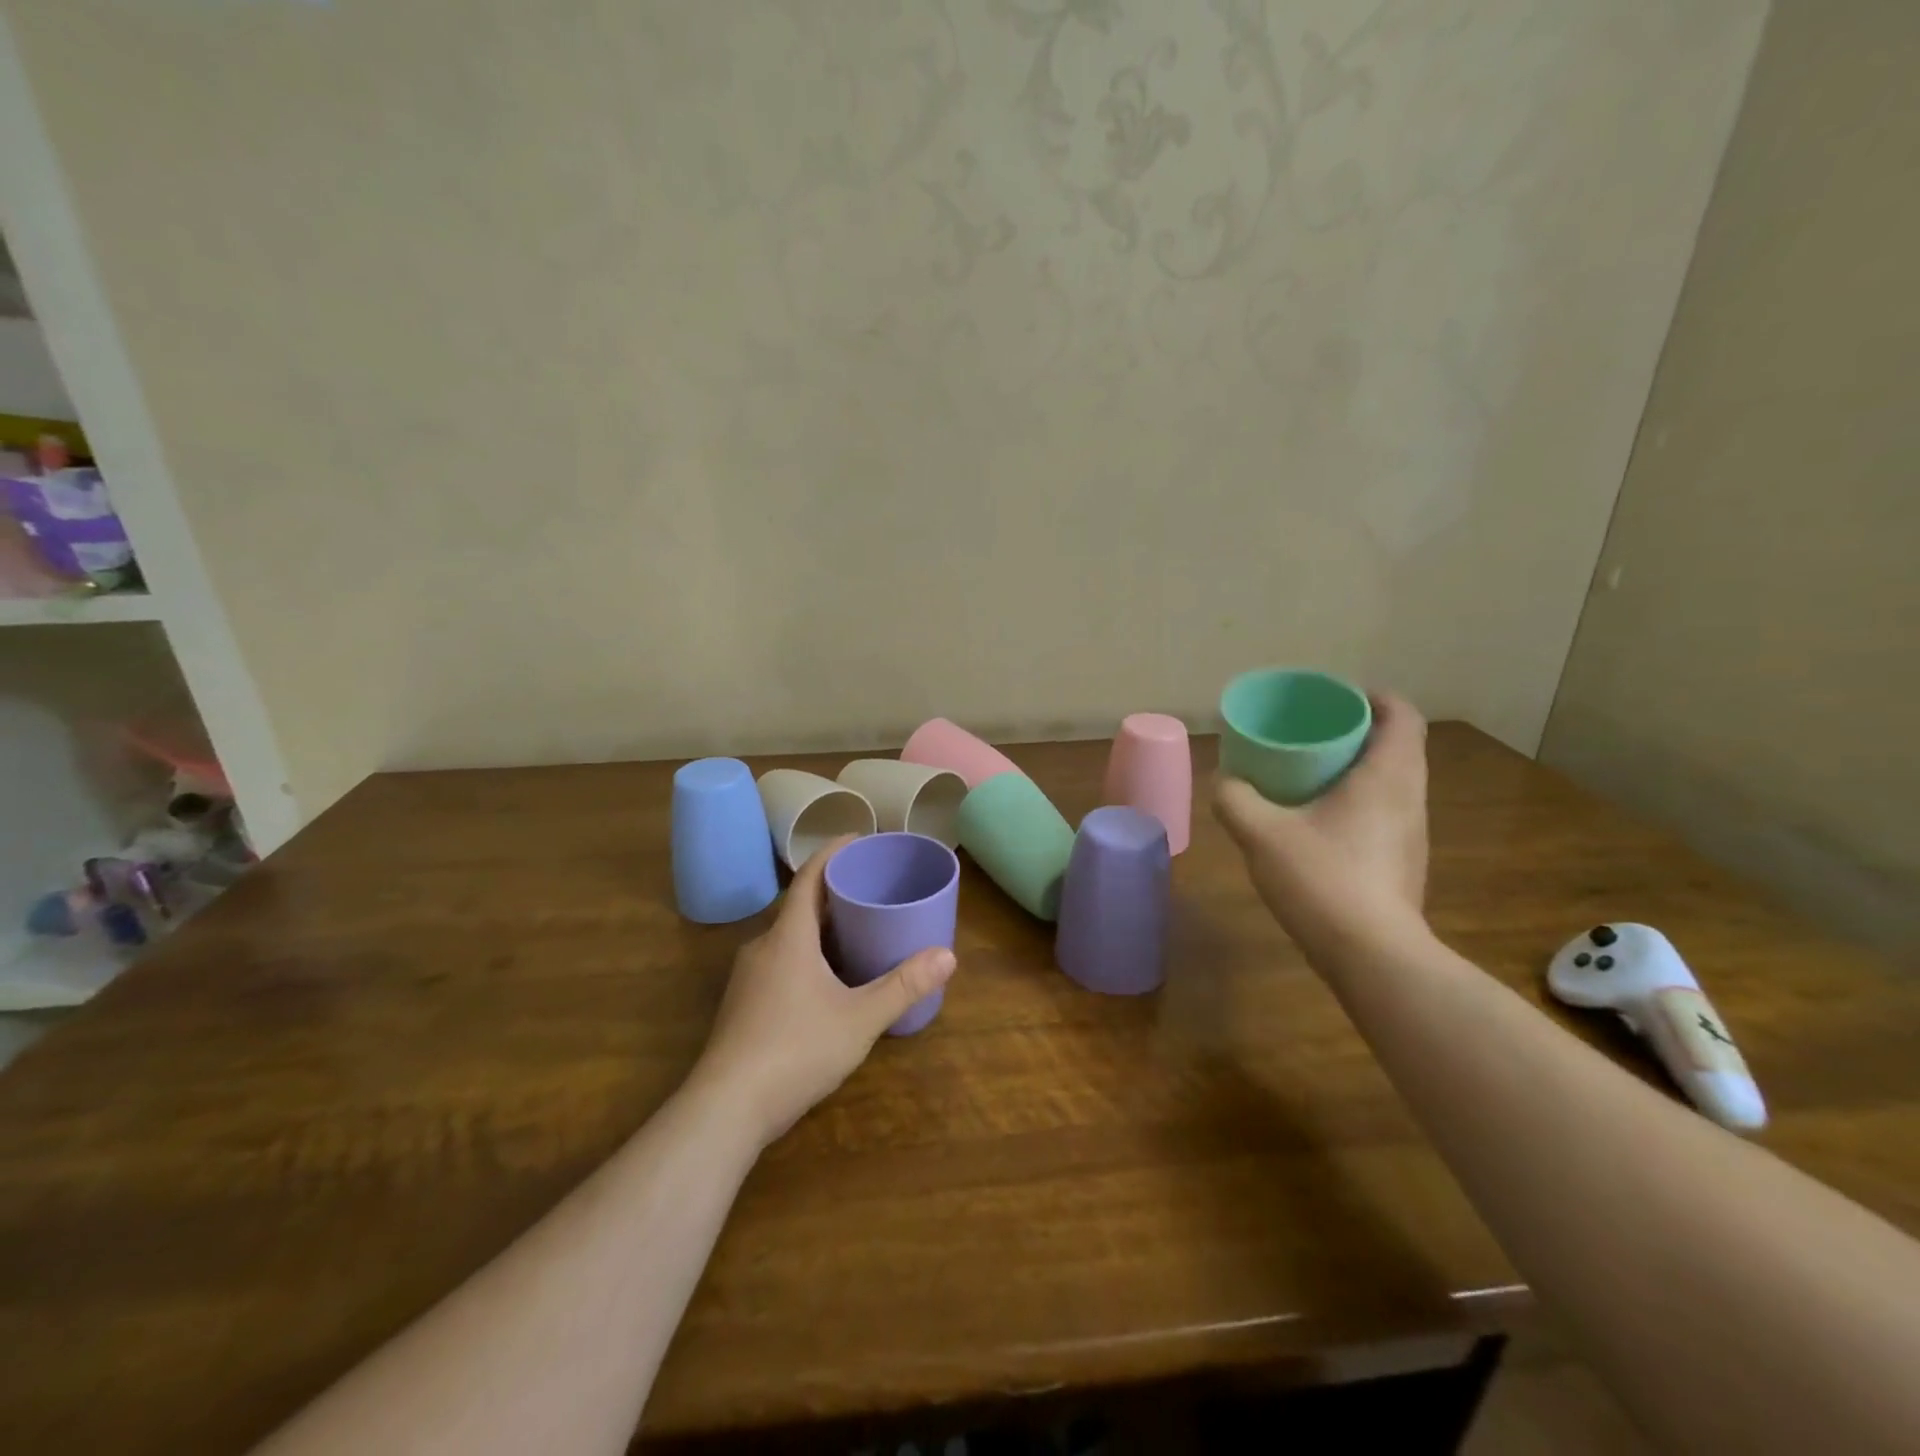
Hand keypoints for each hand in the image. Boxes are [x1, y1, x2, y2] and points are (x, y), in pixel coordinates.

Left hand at [691, 837, 957, 1148]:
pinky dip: (806, 953)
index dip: (832, 852)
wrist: (724, 1109)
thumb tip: (948, 955)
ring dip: (819, 926)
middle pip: (799, 905)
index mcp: (788, 937)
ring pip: (788, 936)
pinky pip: (779, 961)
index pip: (809, 878)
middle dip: (833, 892)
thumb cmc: (795, 1050)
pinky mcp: (743, 1005)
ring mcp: (748, 977)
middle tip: (870, 887)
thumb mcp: (859, 1019)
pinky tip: (827, 979)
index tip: (858, 838)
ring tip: (856, 928)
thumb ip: (903, 986)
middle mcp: (763, 947)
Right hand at [1213, 691, 1430, 964]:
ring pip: (1392, 781)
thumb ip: (1235, 799)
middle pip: (1397, 746)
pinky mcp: (1403, 863)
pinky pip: (1384, 812)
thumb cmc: (1322, 879)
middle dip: (1356, 731)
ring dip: (1357, 768)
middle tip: (1311, 732)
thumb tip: (1225, 781)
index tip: (1336, 697)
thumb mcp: (1262, 833)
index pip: (1400, 716)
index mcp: (1387, 776)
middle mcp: (1410, 798)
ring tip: (1310, 773)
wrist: (1371, 956)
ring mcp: (1411, 834)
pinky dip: (1357, 801)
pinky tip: (1318, 822)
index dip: (1373, 698)